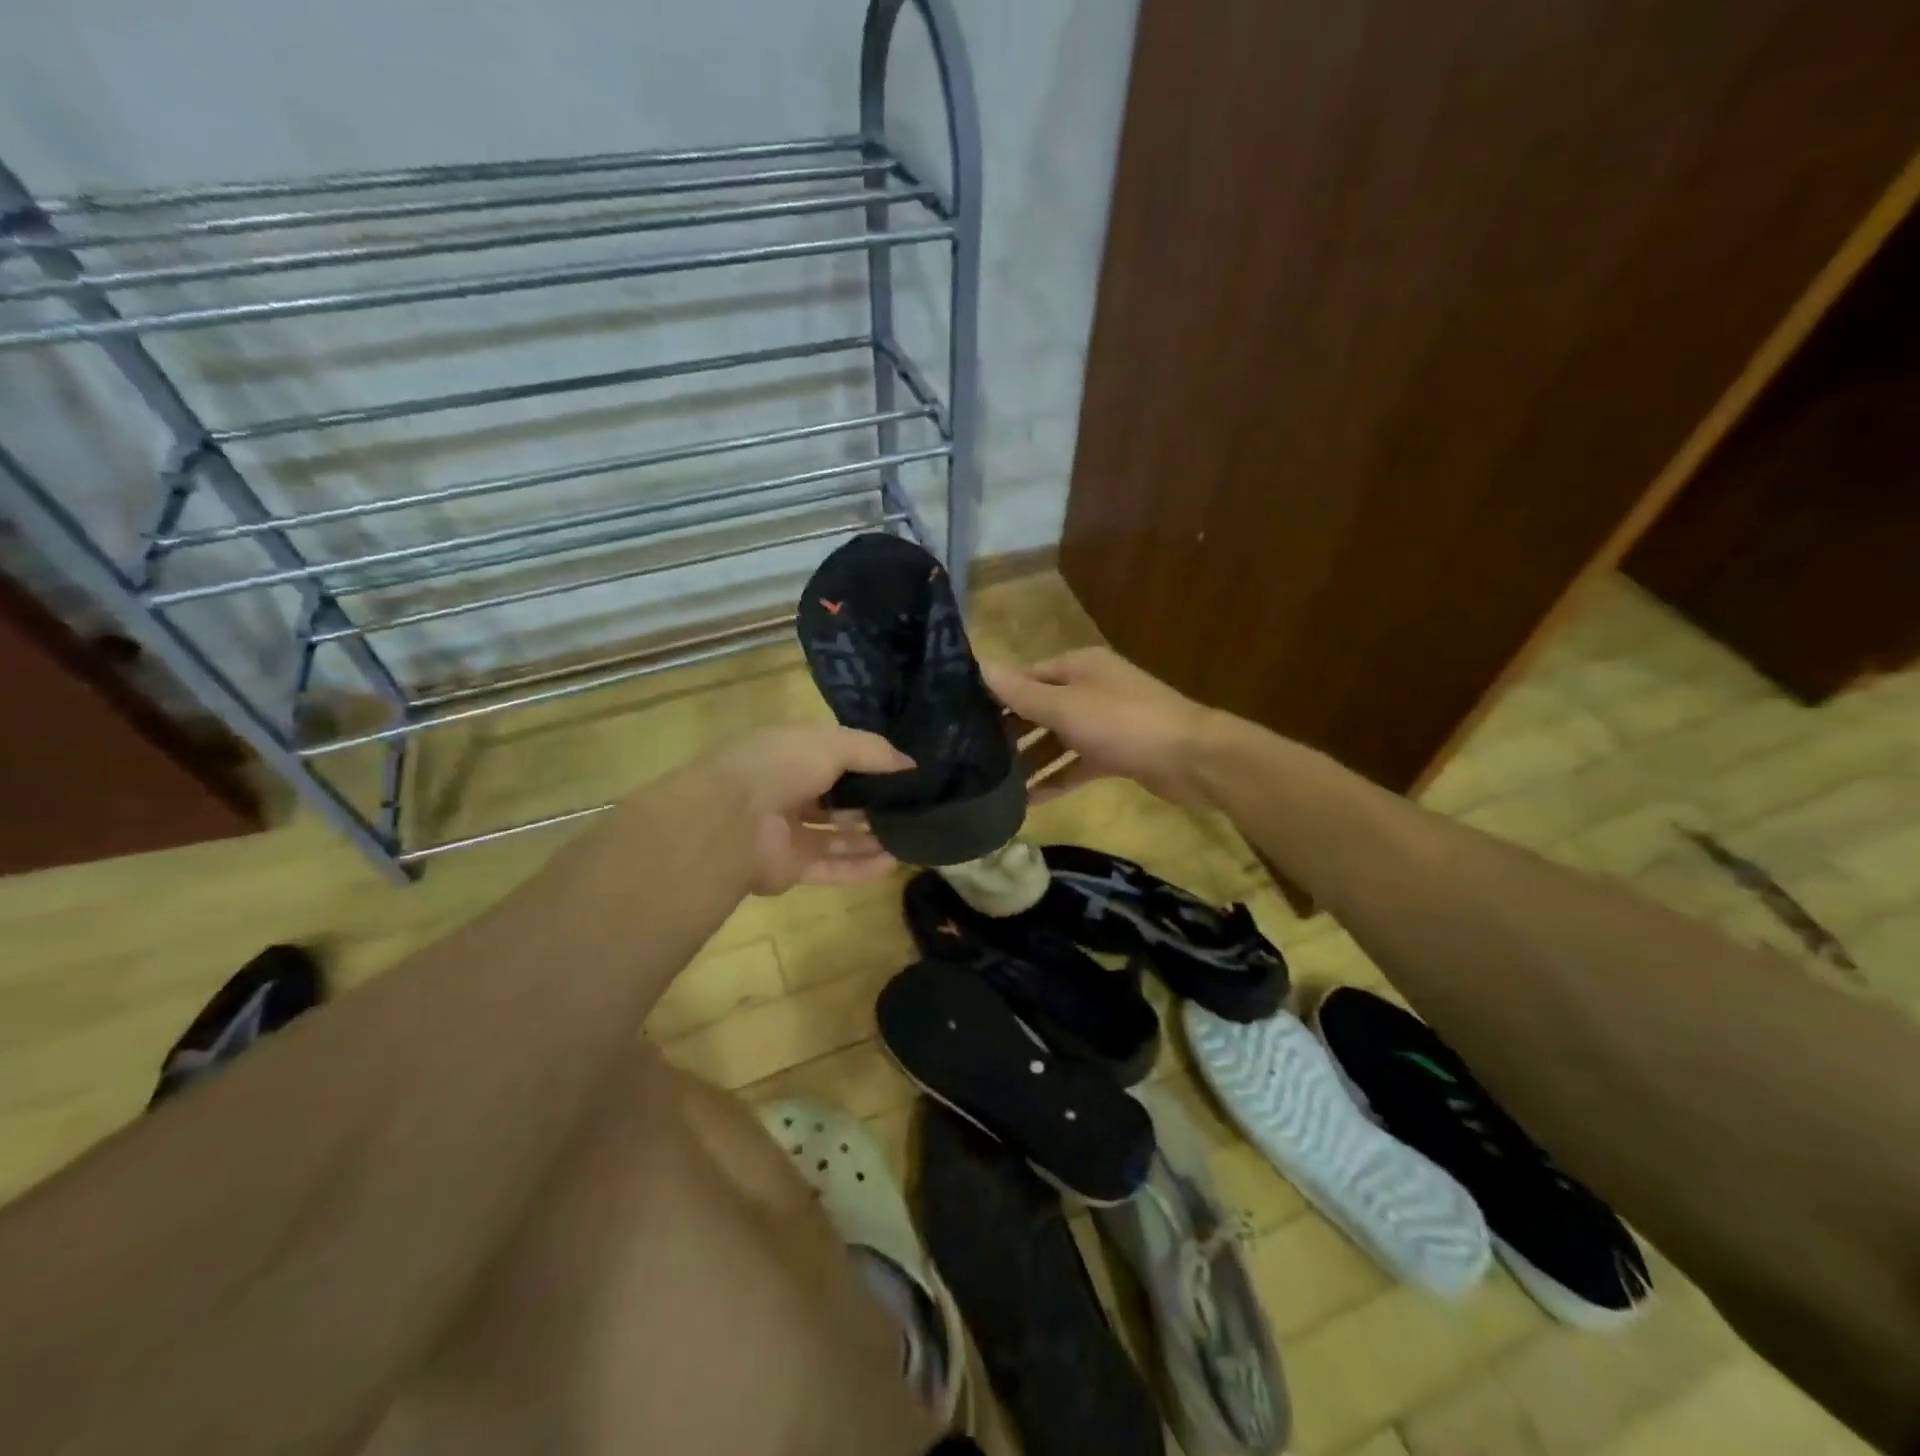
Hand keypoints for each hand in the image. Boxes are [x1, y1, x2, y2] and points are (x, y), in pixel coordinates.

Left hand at [708, 725, 913, 894]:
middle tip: (913, 808)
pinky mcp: (790, 867)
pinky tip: (894, 863)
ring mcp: (788, 832)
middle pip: (839, 799)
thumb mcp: (832, 743)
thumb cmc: (781, 767)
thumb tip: (912, 766)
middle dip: (874, 803)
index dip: (871, 763)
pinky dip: (861, 867)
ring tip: (912, 837)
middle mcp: (789, 790)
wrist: (729, 821)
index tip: (907, 772)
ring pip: (837, 836)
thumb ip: (874, 751)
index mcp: (792, 754)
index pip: (837, 756)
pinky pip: (831, 867)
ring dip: (872, 837)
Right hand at [984, 648, 1215, 805]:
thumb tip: (980, 665)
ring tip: (994, 785)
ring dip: (1030, 761)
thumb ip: (1021, 693)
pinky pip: (1076, 764)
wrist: (1191, 759)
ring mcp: (1104, 722)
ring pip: (1057, 740)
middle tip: (971, 758)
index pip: (1026, 677)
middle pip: (1039, 709)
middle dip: (1009, 733)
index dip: (996, 696)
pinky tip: (1028, 801)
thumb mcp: (1065, 707)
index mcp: (1078, 667)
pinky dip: (1056, 779)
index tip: (960, 719)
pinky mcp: (1115, 753)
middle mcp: (1089, 689)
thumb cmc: (1123, 723)